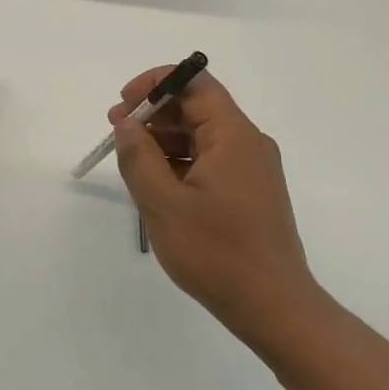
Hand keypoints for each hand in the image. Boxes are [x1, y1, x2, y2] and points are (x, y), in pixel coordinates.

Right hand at [111, 68, 326, 345]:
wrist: (272, 306)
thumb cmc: (215, 252)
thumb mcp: (163, 203)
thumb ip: (138, 156)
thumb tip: (126, 122)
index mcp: (233, 135)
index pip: (195, 83)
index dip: (155, 83)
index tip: (123, 104)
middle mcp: (249, 143)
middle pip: (198, 108)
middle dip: (154, 113)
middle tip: (116, 132)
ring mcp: (252, 169)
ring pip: (202, 136)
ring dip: (164, 139)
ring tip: (130, 160)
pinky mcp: (250, 191)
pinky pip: (211, 160)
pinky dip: (181, 162)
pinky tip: (157, 183)